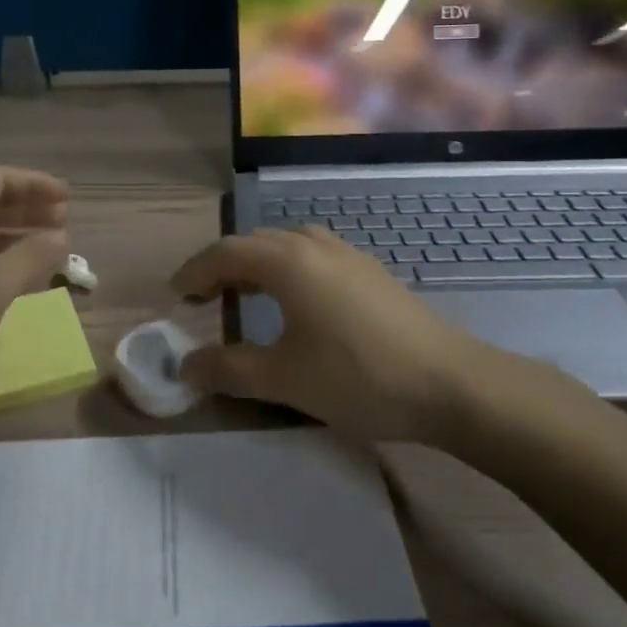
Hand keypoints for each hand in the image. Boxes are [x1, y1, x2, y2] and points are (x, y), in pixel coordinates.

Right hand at [171, 227, 504, 441]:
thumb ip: (228, 370)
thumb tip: (184, 367)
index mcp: (287, 262)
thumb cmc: (358, 377)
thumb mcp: (284, 379)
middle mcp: (313, 245)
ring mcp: (347, 254)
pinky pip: (312, 256)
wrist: (450, 383)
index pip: (225, 253)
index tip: (176, 295)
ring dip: (256, 265)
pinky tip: (295, 302)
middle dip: (222, 267)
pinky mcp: (369, 271)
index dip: (194, 272)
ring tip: (242, 297)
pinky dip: (286, 270)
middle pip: (254, 244)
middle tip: (202, 299)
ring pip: (286, 246)